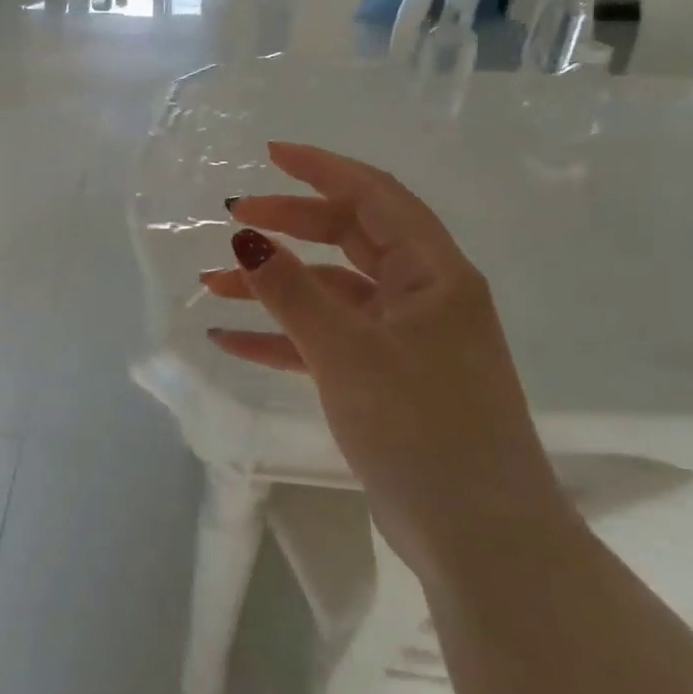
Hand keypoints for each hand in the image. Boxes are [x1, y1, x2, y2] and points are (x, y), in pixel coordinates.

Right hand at [203, 142, 568, 581]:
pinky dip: (283, 336)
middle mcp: (423, 295)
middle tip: (234, 218)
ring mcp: (405, 339)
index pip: (375, 196)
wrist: (480, 539)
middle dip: (290, 225)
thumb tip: (246, 236)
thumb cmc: (422, 428)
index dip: (322, 169)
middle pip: (350, 238)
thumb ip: (291, 291)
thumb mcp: (346, 351)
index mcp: (433, 274)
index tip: (270, 155)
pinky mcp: (387, 378)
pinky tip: (231, 340)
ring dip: (274, 286)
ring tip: (212, 284)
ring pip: (331, 291)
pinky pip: (327, 340)